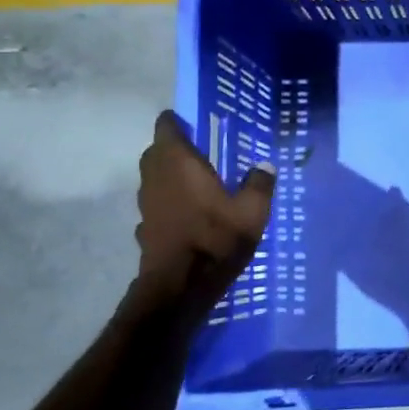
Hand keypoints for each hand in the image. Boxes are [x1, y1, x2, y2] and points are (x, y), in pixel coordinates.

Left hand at [133, 112, 274, 312]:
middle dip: (174, 149)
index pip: (166, 126)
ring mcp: (146, 203)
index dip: (178, 122)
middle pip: (156, 151)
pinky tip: (187, 216)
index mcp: (179, 162)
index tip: (196, 125)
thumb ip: (259, 185)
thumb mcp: (252, 212)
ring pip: (153, 178)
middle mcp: (156, 176)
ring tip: (197, 184)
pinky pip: (155, 204)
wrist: (179, 287)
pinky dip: (167, 203)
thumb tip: (265, 165)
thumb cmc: (215, 239)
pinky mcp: (144, 227)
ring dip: (169, 176)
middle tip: (202, 154)